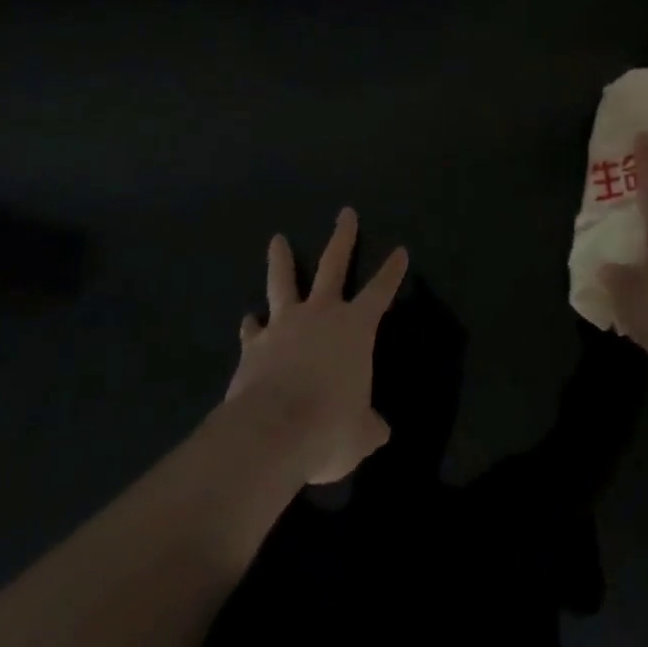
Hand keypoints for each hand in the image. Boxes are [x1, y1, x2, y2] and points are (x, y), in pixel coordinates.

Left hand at [224, 208, 407, 485]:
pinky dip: (251, 325)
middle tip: (345, 213)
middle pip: (333, 265)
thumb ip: (368, 426)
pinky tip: (247, 320)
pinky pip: (253, 330)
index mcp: (355, 327)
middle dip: (343, 237)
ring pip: (283, 282)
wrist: (270, 434)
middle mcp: (322, 314)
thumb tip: (378, 430)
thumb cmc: (327, 427)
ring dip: (281, 260)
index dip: (392, 271)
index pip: (380, 290)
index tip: (400, 250)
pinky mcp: (253, 347)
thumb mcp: (359, 435)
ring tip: (276, 239)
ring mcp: (284, 325)